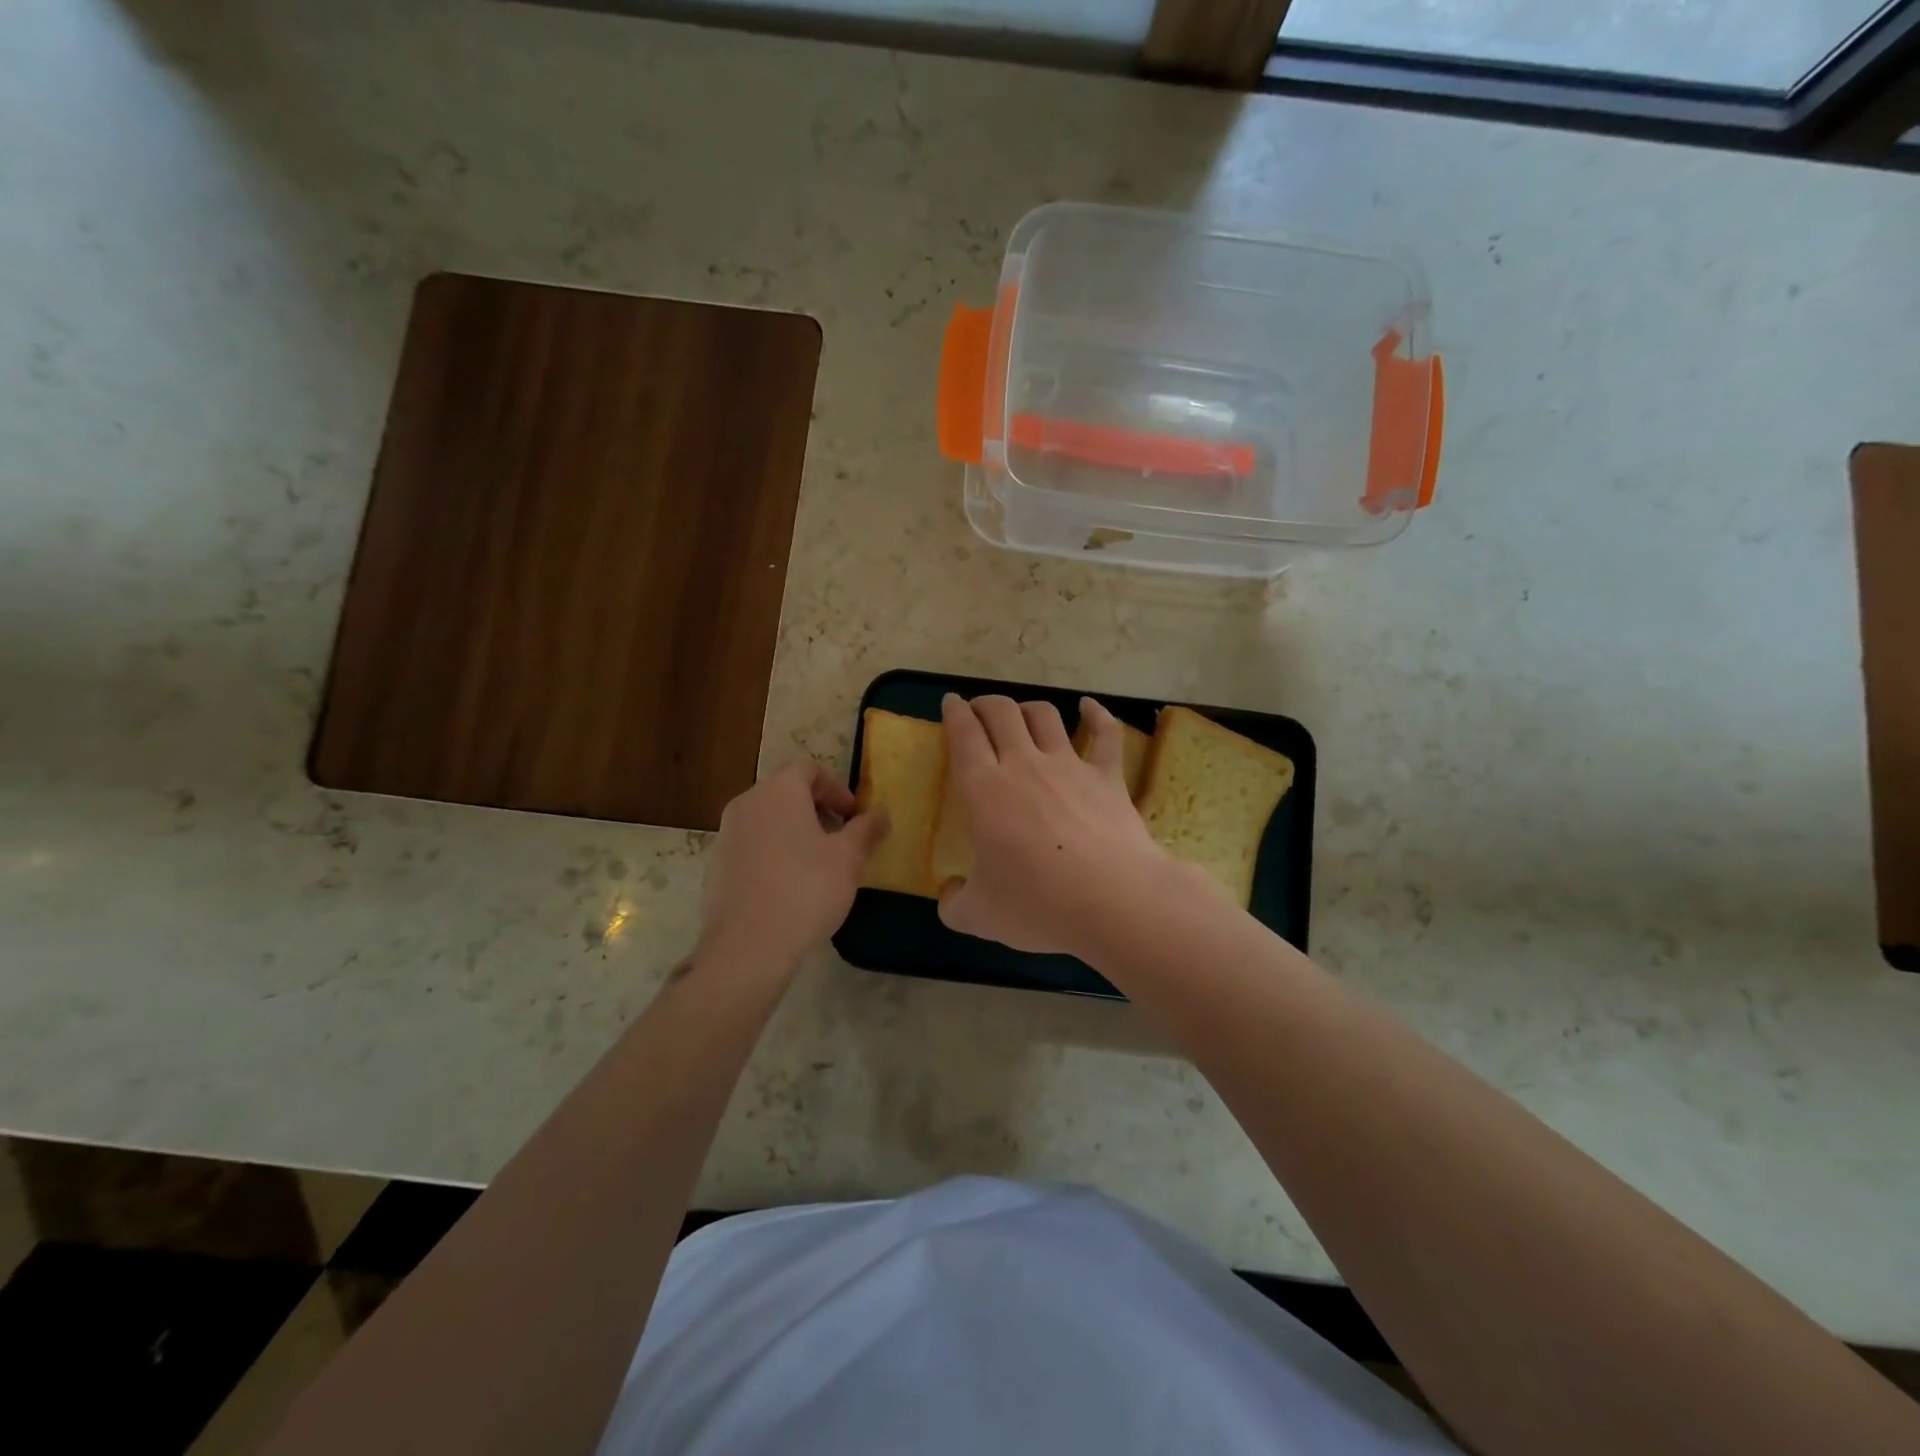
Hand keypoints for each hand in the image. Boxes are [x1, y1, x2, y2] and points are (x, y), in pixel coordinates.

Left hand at [699, 759, 888, 970]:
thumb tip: (881, 814)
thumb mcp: (848, 858)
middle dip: (817, 809)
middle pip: (786, 792)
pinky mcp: (717, 866)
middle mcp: (747, 804)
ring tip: (819, 864)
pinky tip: (791, 886)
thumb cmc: (806, 890)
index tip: (853, 815)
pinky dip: (774, 852)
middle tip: (841, 838)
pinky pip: (752, 845)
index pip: (808, 768)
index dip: (836, 787)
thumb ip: (866, 829)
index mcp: (778, 792)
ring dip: (796, 831)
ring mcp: (726, 835)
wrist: (747, 946)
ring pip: (768, 819)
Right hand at [938, 694, 1177, 956]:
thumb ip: (954, 903)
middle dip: (986, 704)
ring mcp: (1069, 765)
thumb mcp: (978, 916)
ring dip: (1028, 708)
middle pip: (1001, 712)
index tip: (950, 703)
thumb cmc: (1038, 905)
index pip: (963, 734)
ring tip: (1021, 714)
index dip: (954, 712)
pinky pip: (1105, 734)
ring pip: (1044, 715)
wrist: (1113, 902)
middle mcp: (1024, 764)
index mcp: (984, 789)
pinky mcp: (1108, 776)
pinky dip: (1097, 714)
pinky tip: (1089, 707)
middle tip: (979, 710)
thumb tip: (949, 895)